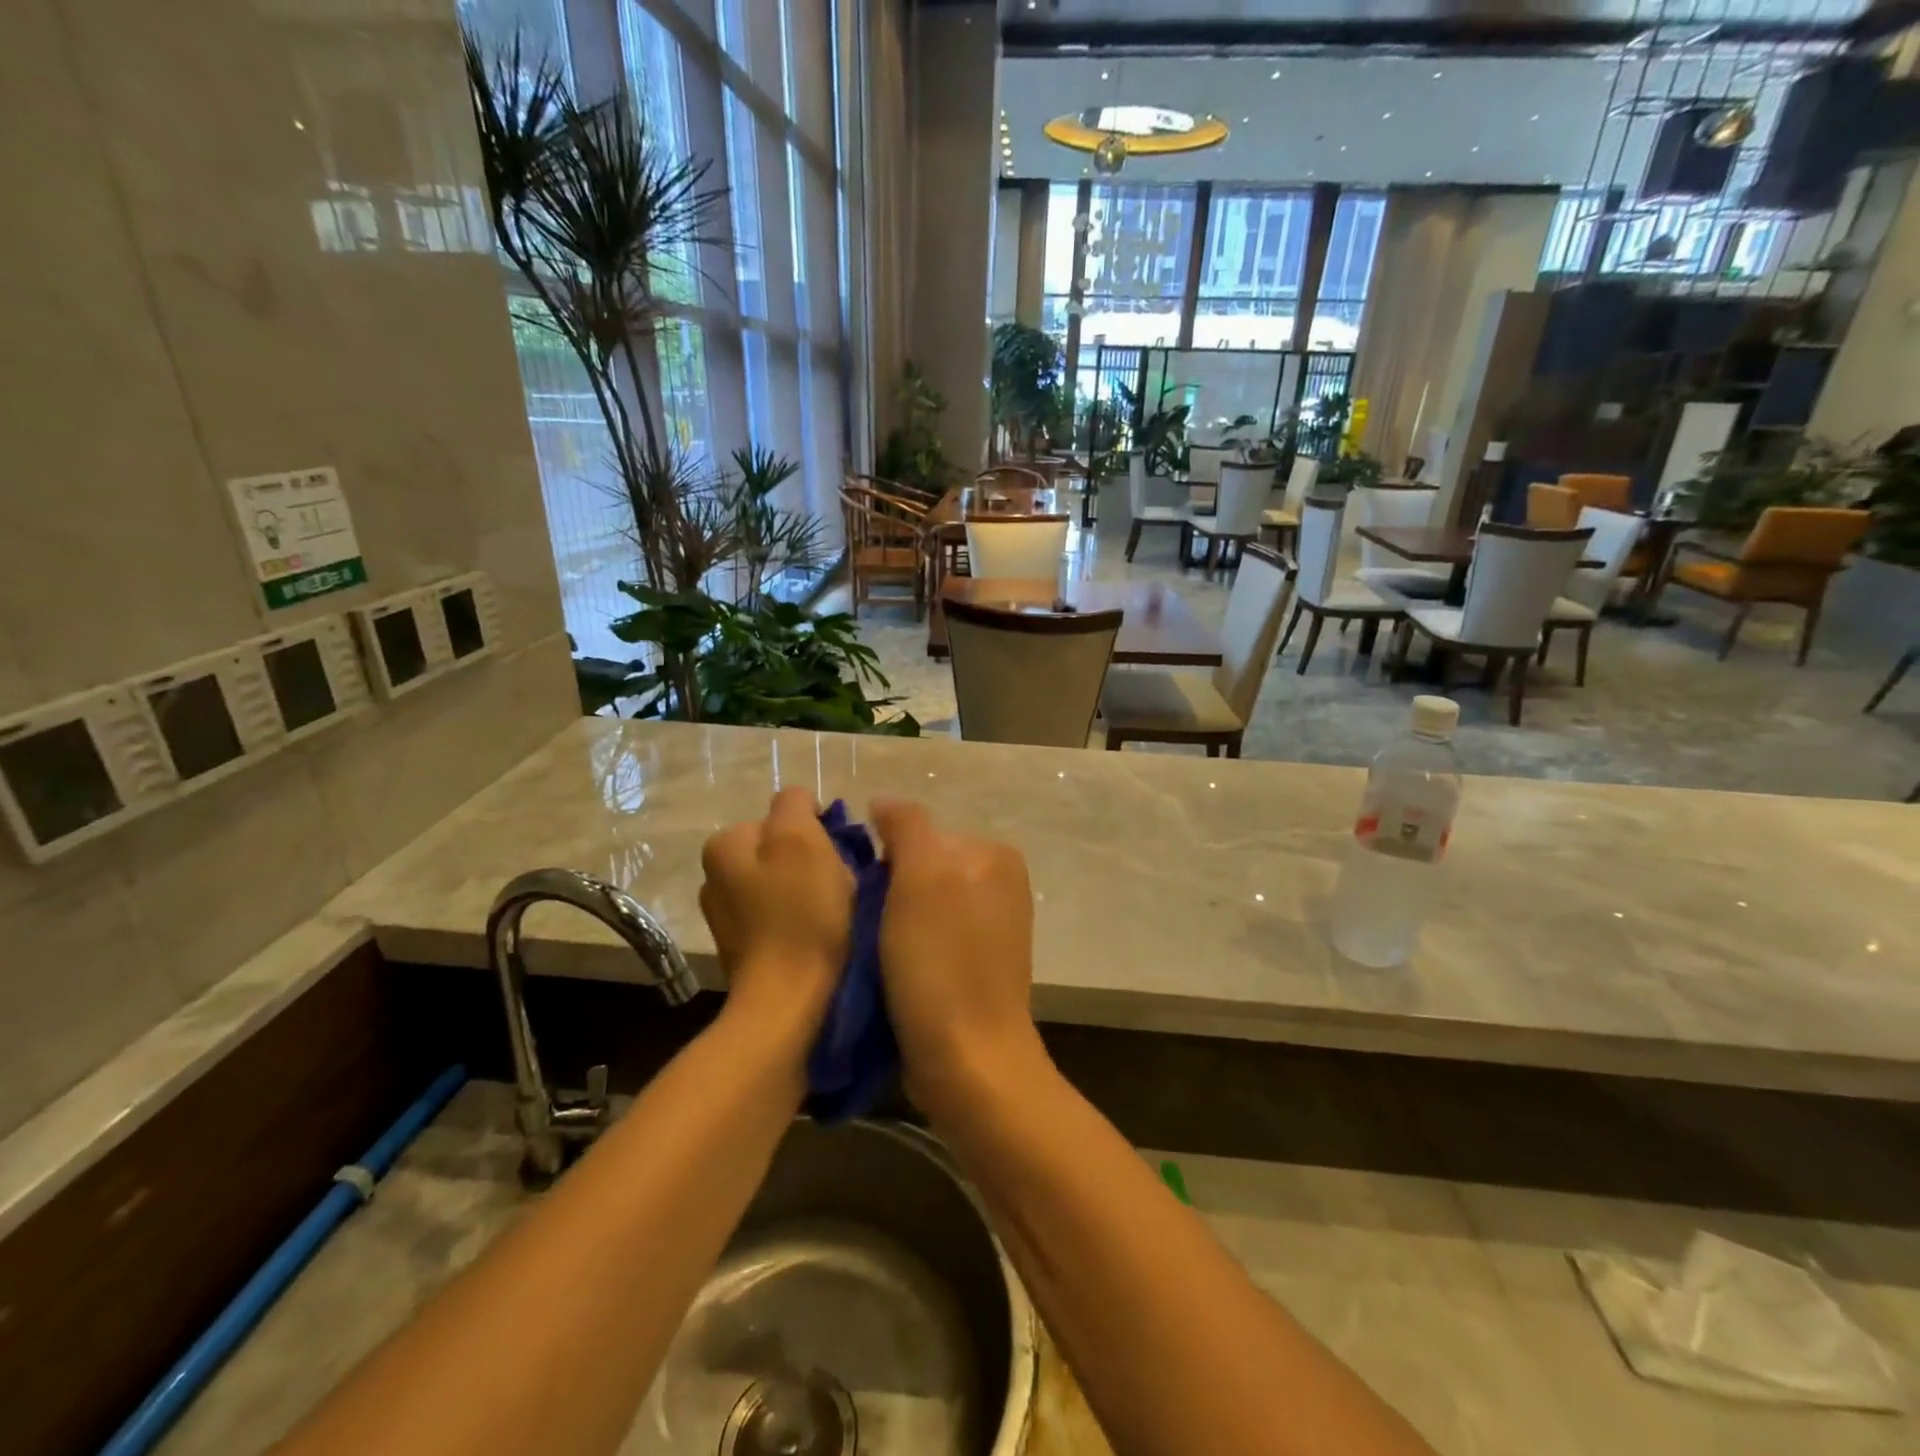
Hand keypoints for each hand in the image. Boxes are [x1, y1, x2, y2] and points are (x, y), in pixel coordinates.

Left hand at [699, 788, 853, 1037]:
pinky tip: (821, 937)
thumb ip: (795, 804)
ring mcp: (728, 916)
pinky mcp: (746, 949)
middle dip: (815, 860)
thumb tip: (799, 803)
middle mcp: (715, 876)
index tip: (835, 858)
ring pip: (787, 883)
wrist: (789, 1002)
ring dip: (814, 891)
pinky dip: (805, 920)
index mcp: (725, 844)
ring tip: (835, 914)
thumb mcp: (801, 839)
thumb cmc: (800, 914)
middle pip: (784, 849)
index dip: (817, 831)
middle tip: (839, 886)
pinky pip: (784, 916)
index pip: (784, 814)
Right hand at [869, 800, 1046, 1118]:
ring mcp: (992, 928)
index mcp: (994, 855)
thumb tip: (884, 803)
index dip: (883, 860)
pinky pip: (929, 939)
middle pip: (920, 869)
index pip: (919, 833)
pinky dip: (906, 950)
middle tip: (864, 927)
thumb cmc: (940, 963)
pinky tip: (891, 974)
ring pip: (920, 906)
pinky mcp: (977, 967)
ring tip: (874, 955)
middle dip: (888, 891)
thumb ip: (906, 825)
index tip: (859, 894)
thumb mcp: (920, 877)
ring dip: (891, 924)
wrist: (969, 1062)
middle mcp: (1001, 884)